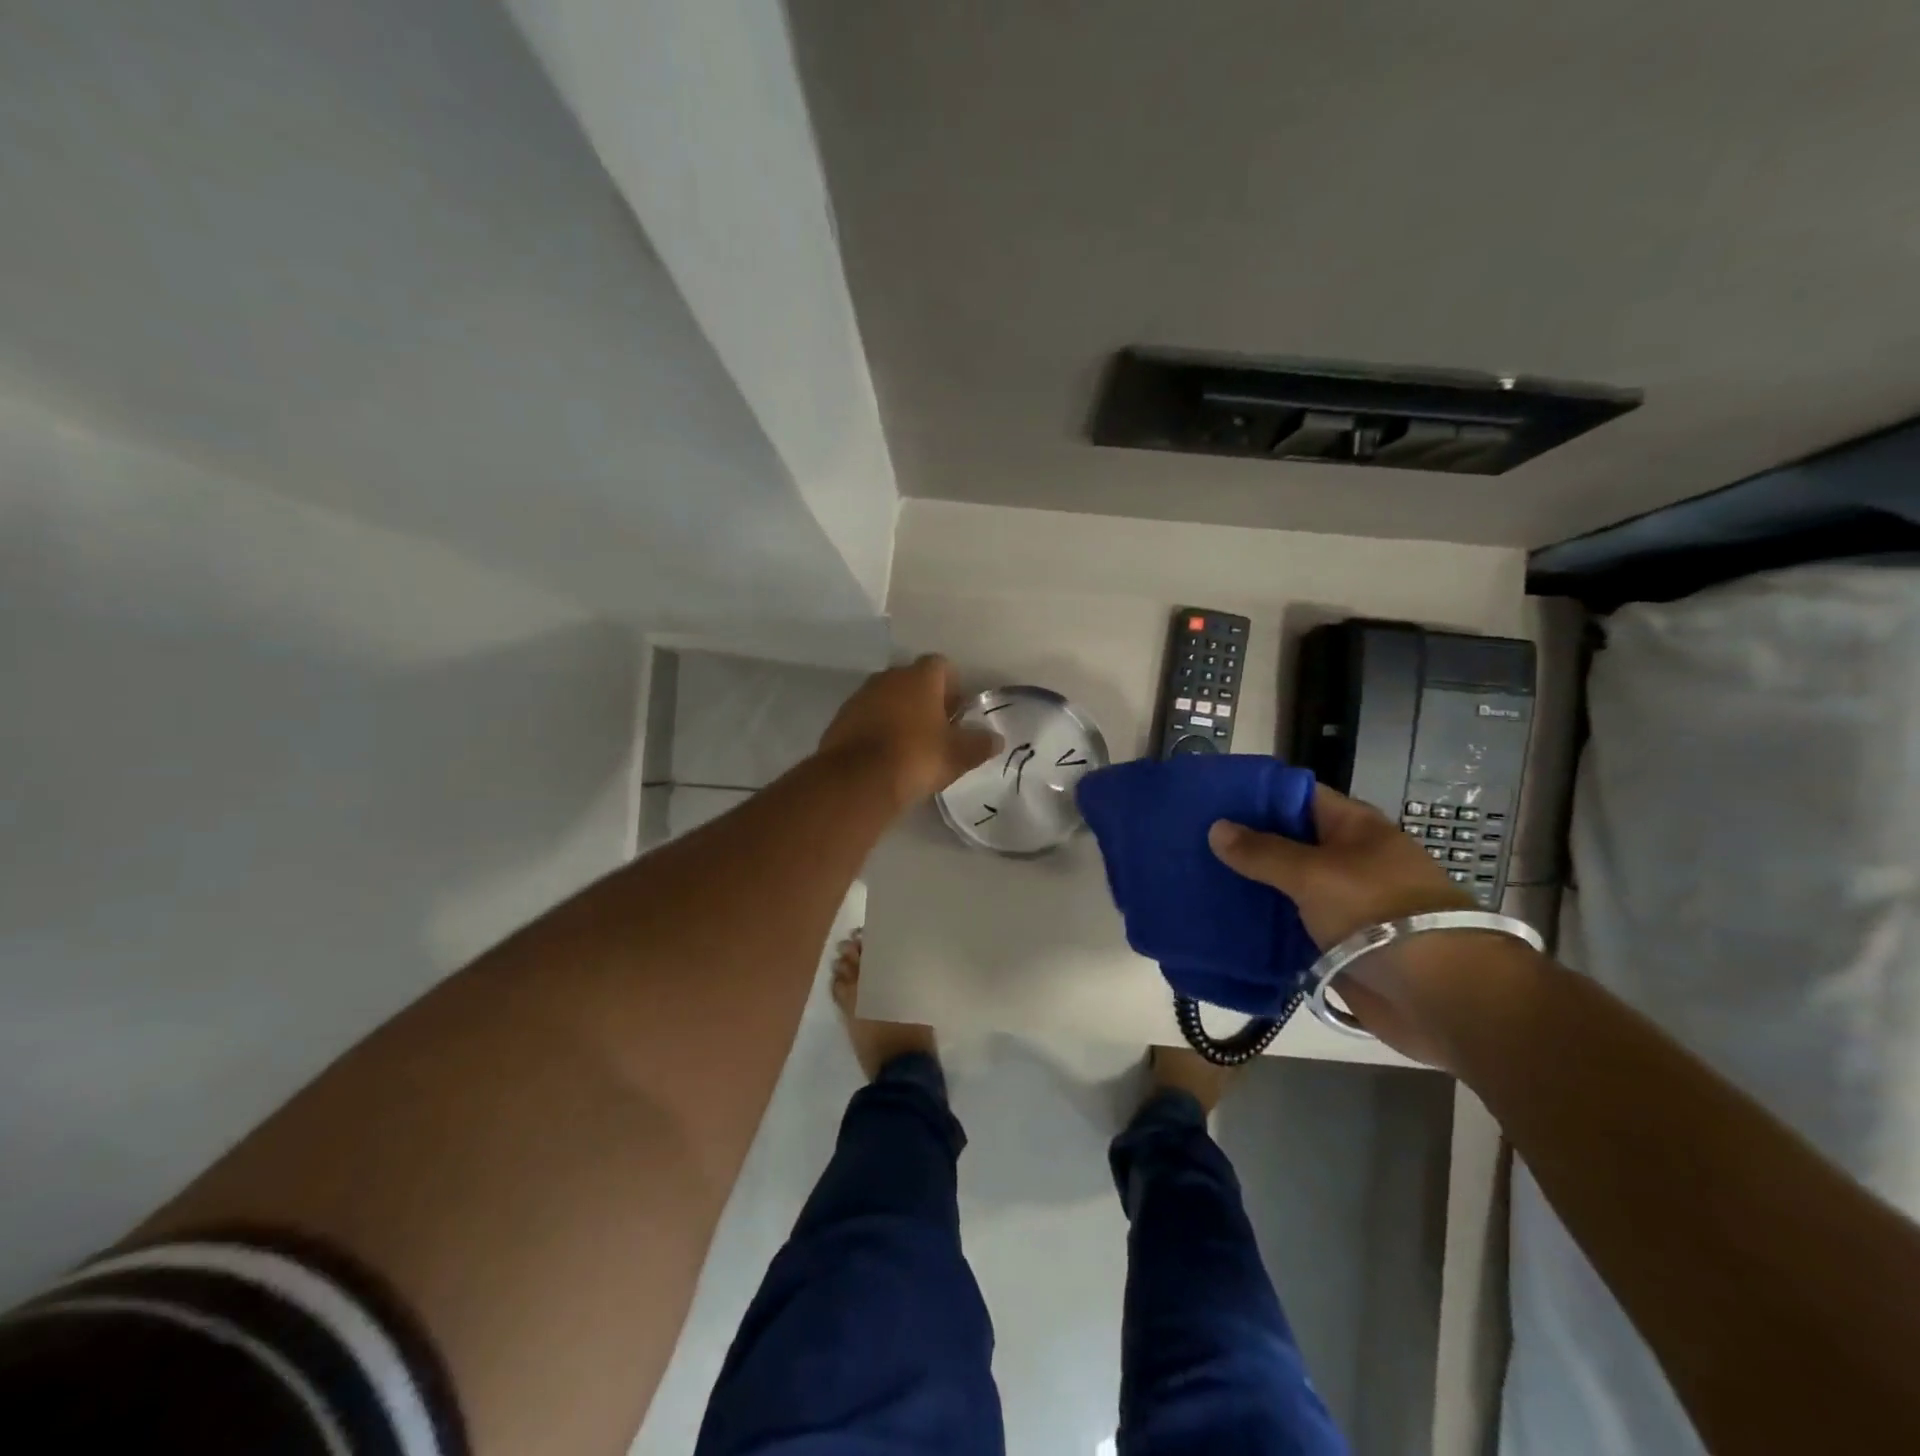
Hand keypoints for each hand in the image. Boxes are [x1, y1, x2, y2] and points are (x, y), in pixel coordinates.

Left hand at [819, 655, 998, 808]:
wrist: (858, 780)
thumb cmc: (917, 757)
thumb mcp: (958, 755)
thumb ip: (979, 744)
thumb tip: (995, 739)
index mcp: (920, 677)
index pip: (941, 665)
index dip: (952, 685)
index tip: (957, 710)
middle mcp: (888, 677)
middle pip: (912, 680)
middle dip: (924, 699)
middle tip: (937, 729)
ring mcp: (860, 696)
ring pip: (886, 697)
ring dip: (898, 713)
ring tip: (910, 744)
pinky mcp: (840, 719)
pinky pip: (866, 717)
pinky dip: (876, 729)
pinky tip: (884, 755)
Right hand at [1207, 784, 1485, 1064]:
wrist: (1441, 996)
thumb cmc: (1380, 914)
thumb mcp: (1315, 873)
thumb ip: (1263, 852)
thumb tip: (1217, 828)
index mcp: (1351, 828)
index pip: (1295, 796)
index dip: (1254, 795)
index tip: (1208, 799)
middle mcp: (1344, 859)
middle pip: (1285, 842)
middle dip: (1241, 843)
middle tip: (1188, 841)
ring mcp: (1339, 902)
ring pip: (1282, 885)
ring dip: (1246, 885)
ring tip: (1193, 879)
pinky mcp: (1333, 942)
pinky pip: (1287, 925)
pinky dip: (1259, 924)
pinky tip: (1219, 921)